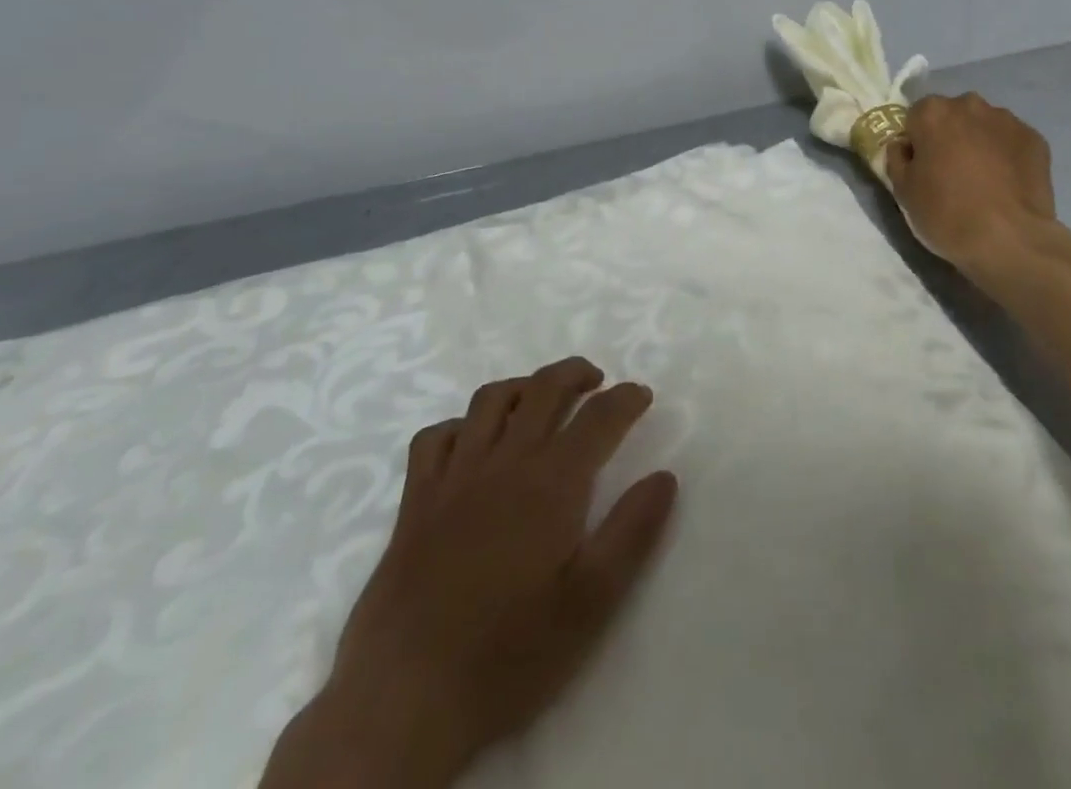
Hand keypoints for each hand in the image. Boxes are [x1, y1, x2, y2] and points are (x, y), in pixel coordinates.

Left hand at [260, 358, 677, 788]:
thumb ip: (632, 533)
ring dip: (523, 386)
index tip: (643, 395)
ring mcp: (454, 475)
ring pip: (490, 400)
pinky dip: (459, 425)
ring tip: (541, 398)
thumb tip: (665, 476)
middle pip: (544, 389)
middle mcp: (505, 461)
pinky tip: (472, 441)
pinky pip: (435, 437)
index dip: (626, 399)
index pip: (598, 418)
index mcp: (552, 482)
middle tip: (597, 381)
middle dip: (575, 373)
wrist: (405, 697)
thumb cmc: (509, 653)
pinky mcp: (415, 499)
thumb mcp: (591, 603)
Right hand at [885, 93, 1070, 274]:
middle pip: (952, 115)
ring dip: (979, 143)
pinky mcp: (1035, 138)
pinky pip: (1011, 141)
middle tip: (951, 172)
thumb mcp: (902, 190)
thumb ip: (897, 158)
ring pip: (983, 126)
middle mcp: (970, 105)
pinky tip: (1006, 184)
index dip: (917, 141)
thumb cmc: (946, 213)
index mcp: (932, 113)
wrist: (1010, 240)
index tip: (922, 166)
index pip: (916, 116)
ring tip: (983, 180)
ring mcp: (1007, 120)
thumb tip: (905, 147)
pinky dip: (1006, 155)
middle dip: (949, 136)